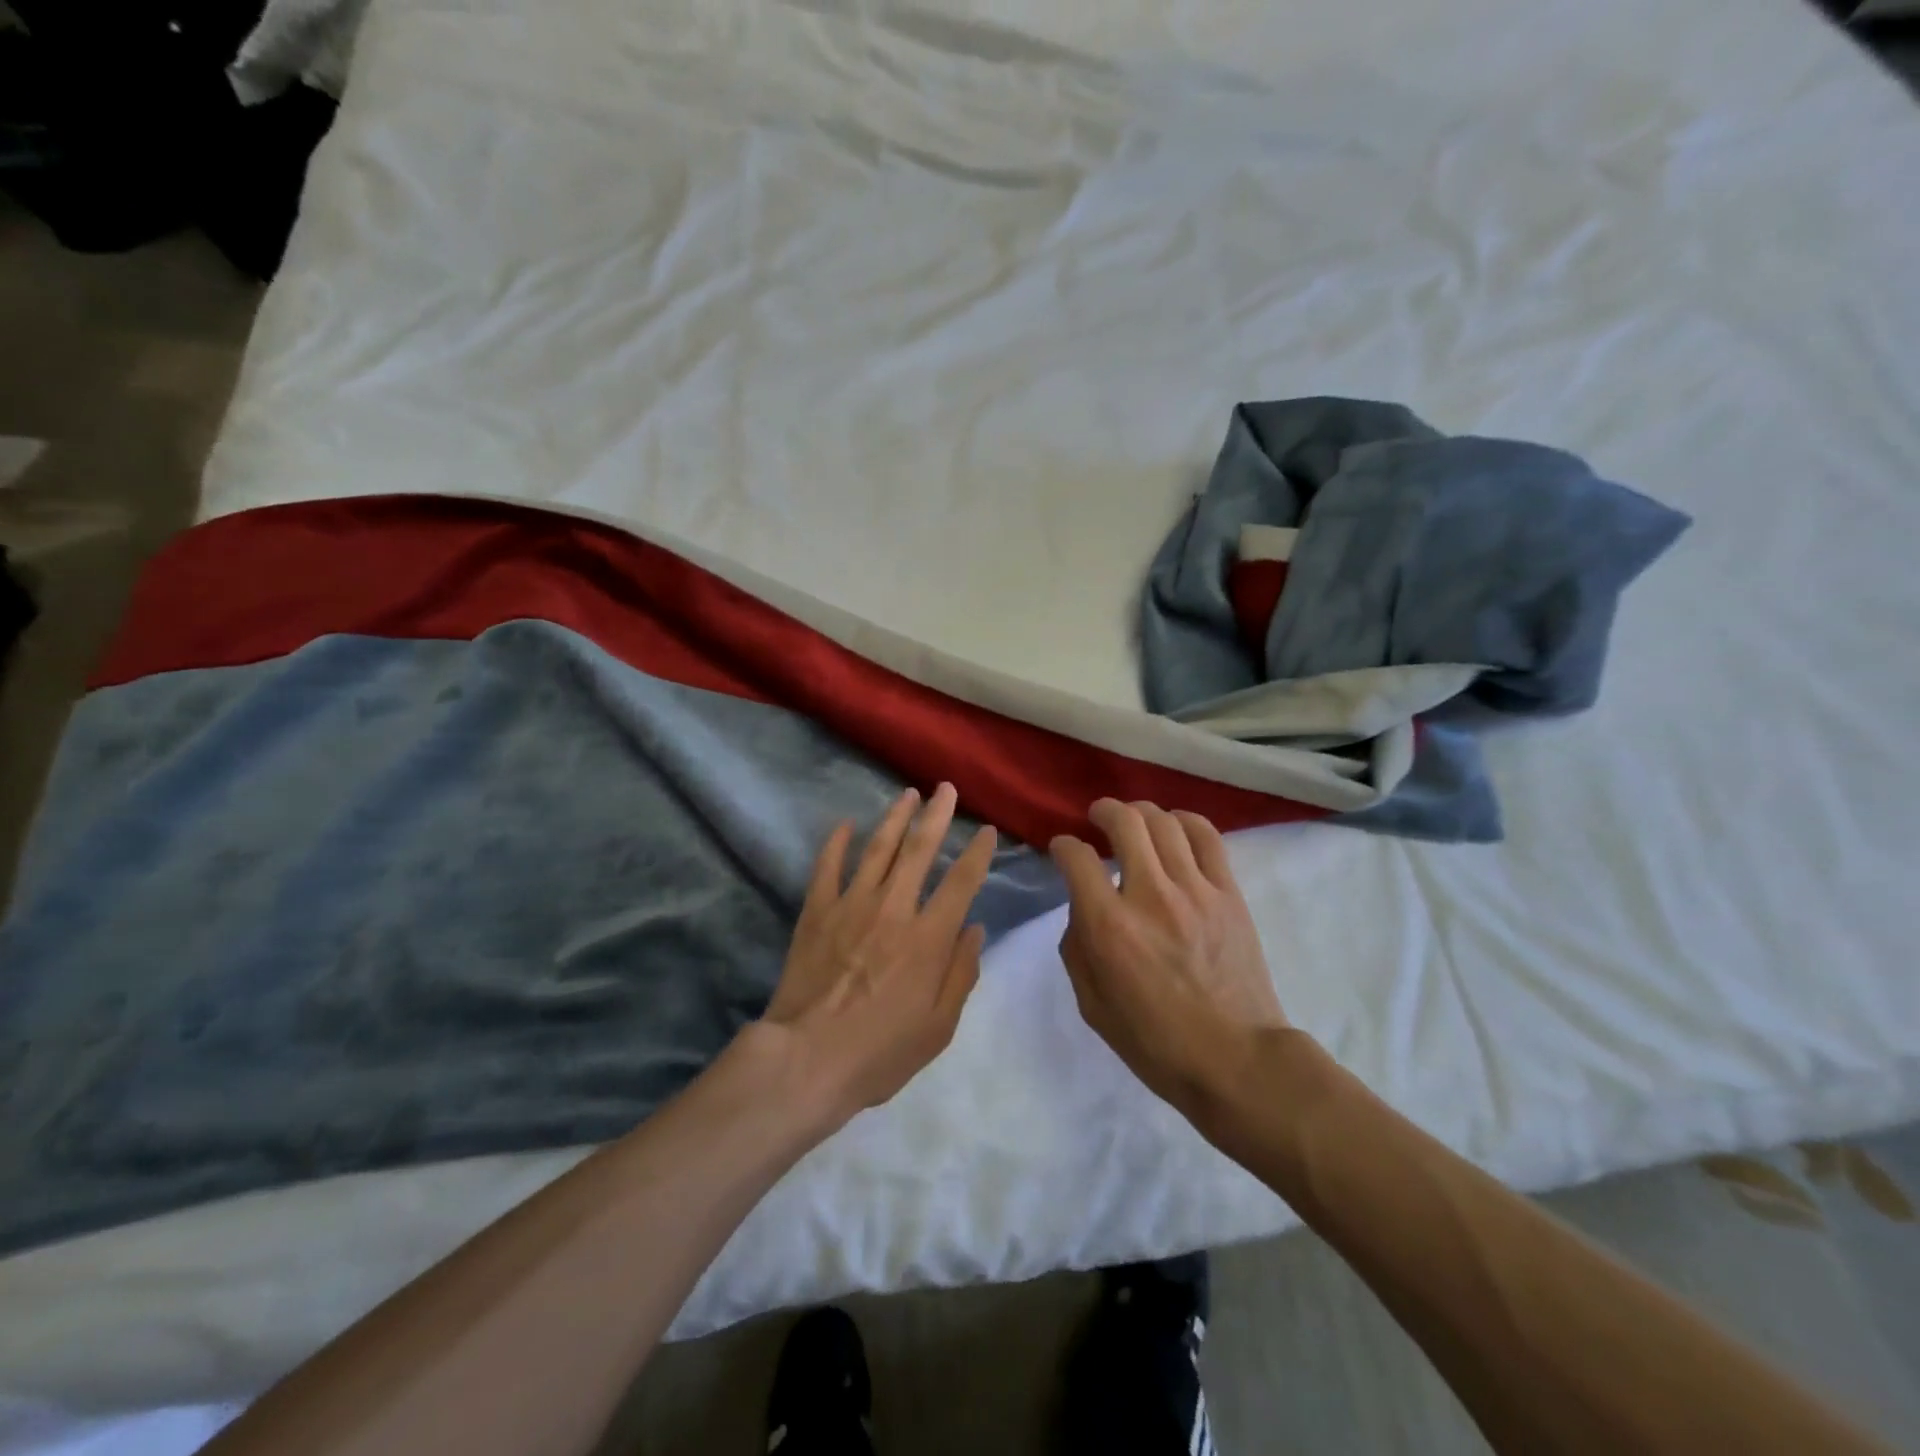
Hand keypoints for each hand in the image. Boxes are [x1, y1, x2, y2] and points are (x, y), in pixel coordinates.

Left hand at [761, 783, 995, 1125]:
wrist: (806, 1060)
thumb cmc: (880, 1052)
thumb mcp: (939, 1027)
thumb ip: (961, 973)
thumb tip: (974, 928)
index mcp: (928, 937)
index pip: (961, 882)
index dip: (978, 853)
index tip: (987, 831)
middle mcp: (893, 909)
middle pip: (919, 850)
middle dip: (936, 815)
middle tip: (946, 788)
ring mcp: (851, 905)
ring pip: (877, 848)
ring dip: (895, 818)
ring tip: (907, 794)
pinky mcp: (816, 912)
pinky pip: (828, 867)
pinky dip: (836, 843)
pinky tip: (845, 825)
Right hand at [1049, 799, 1288, 1117]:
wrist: (1236, 1059)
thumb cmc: (1155, 1042)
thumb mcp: (1092, 1005)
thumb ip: (1078, 947)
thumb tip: (1082, 907)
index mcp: (1109, 926)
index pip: (1077, 858)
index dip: (1063, 846)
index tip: (1063, 849)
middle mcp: (1149, 895)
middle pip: (1124, 822)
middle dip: (1103, 811)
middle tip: (1097, 817)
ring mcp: (1195, 890)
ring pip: (1164, 822)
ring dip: (1141, 811)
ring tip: (1134, 818)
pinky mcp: (1228, 893)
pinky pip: (1207, 837)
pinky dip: (1185, 821)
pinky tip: (1175, 826)